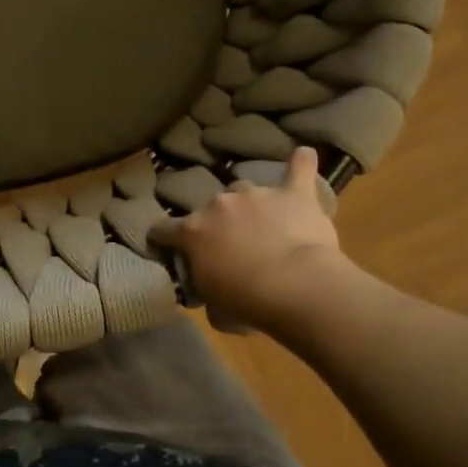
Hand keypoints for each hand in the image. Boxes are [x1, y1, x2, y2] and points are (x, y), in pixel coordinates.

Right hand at [149, 147, 353, 335]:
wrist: (295, 286)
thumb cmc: (246, 303)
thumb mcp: (215, 309)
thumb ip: (208, 293)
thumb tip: (213, 295)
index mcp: (192, 232)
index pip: (163, 229)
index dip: (163, 238)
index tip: (166, 246)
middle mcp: (219, 205)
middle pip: (212, 208)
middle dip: (219, 224)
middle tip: (234, 246)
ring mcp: (256, 195)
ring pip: (247, 191)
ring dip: (252, 206)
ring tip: (267, 224)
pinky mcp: (293, 194)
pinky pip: (298, 169)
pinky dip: (301, 164)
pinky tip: (304, 156)